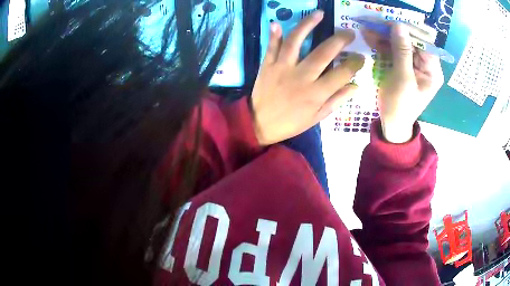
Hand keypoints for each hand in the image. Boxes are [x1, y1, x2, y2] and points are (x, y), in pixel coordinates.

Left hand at [251, 11, 364, 145]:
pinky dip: (274, 34)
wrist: (260, 124)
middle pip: (323, 52)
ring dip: (308, 24)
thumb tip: (355, 85)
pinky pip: (271, 47)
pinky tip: (277, 22)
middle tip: (350, 32)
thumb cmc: (292, 122)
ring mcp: (282, 68)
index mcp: (316, 93)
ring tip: (320, 13)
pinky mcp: (267, 65)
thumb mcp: (318, 117)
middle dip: (340, 40)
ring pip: (296, 41)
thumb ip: (337, 100)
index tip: (361, 57)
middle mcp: (301, 76)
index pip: (342, 73)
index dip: (355, 64)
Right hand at [363, 23, 443, 142]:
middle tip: (375, 26)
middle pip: (412, 41)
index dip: (408, 31)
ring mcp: (414, 65)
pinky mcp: (404, 66)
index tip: (390, 24)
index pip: (424, 43)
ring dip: (385, 37)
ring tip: (368, 32)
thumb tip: (399, 25)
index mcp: (432, 70)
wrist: (392, 124)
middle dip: (393, 33)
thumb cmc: (400, 105)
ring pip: (401, 44)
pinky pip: (395, 50)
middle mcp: (426, 65)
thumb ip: (402, 51)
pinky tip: (372, 39)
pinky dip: (383, 45)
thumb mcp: (403, 78)